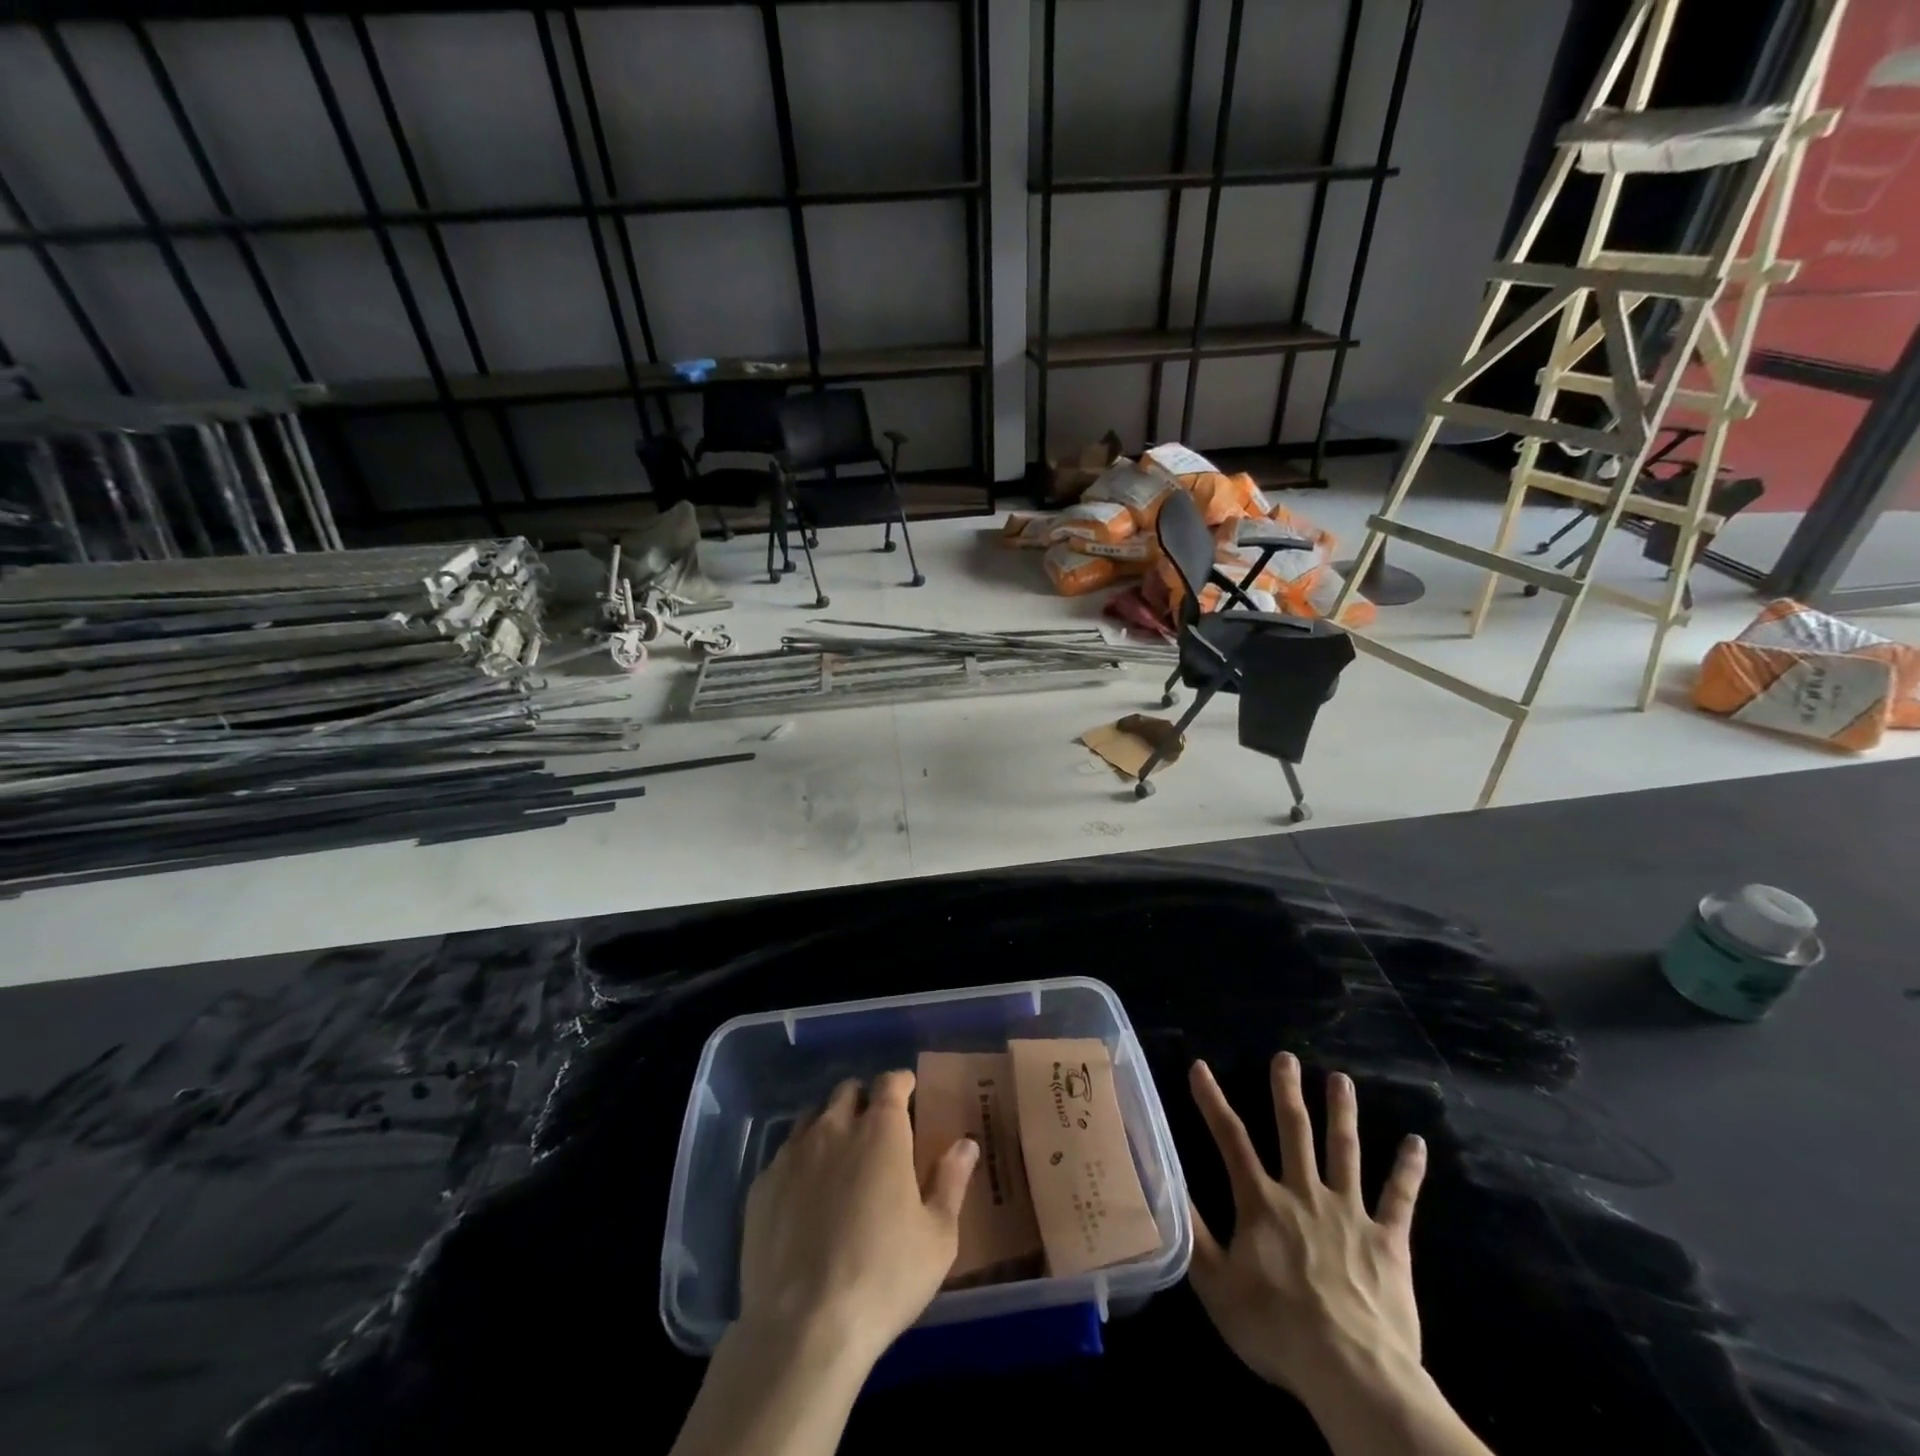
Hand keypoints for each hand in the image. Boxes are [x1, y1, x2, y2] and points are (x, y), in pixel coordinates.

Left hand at [737, 1071, 978, 1367]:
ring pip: (811, 1117)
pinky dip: (799, 1162)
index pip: (891, 1082)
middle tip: (875, 1128)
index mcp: (881, 1131)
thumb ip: (951, 1182)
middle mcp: (834, 1128)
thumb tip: (965, 1143)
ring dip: (828, 1125)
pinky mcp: (761, 1186)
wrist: (802, 1329)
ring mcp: (792, 1154)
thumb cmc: (884, 1278)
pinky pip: (783, 1156)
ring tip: (838, 1157)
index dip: (901, 1083)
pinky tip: (804, 1196)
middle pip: (847, 1091)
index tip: (908, 1092)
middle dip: (863, 1100)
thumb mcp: (938, 1237)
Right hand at [1187, 1054, 1426, 1396]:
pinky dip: (1408, 1170)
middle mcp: (1304, 1193)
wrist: (1353, 1374)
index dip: (1212, 1101)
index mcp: (1262, 1203)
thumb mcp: (1216, 1286)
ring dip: (1342, 1112)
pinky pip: (1399, 1199)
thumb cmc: (1277, 1330)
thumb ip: (1193, 1232)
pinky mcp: (1388, 1241)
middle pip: (1294, 1131)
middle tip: (1286, 1057)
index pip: (1230, 1139)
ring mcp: (1349, 1213)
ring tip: (1341, 1079)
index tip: (1200, 1067)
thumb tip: (1166, 1182)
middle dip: (1287, 1091)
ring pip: (1344, 1151)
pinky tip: (1416, 1143)